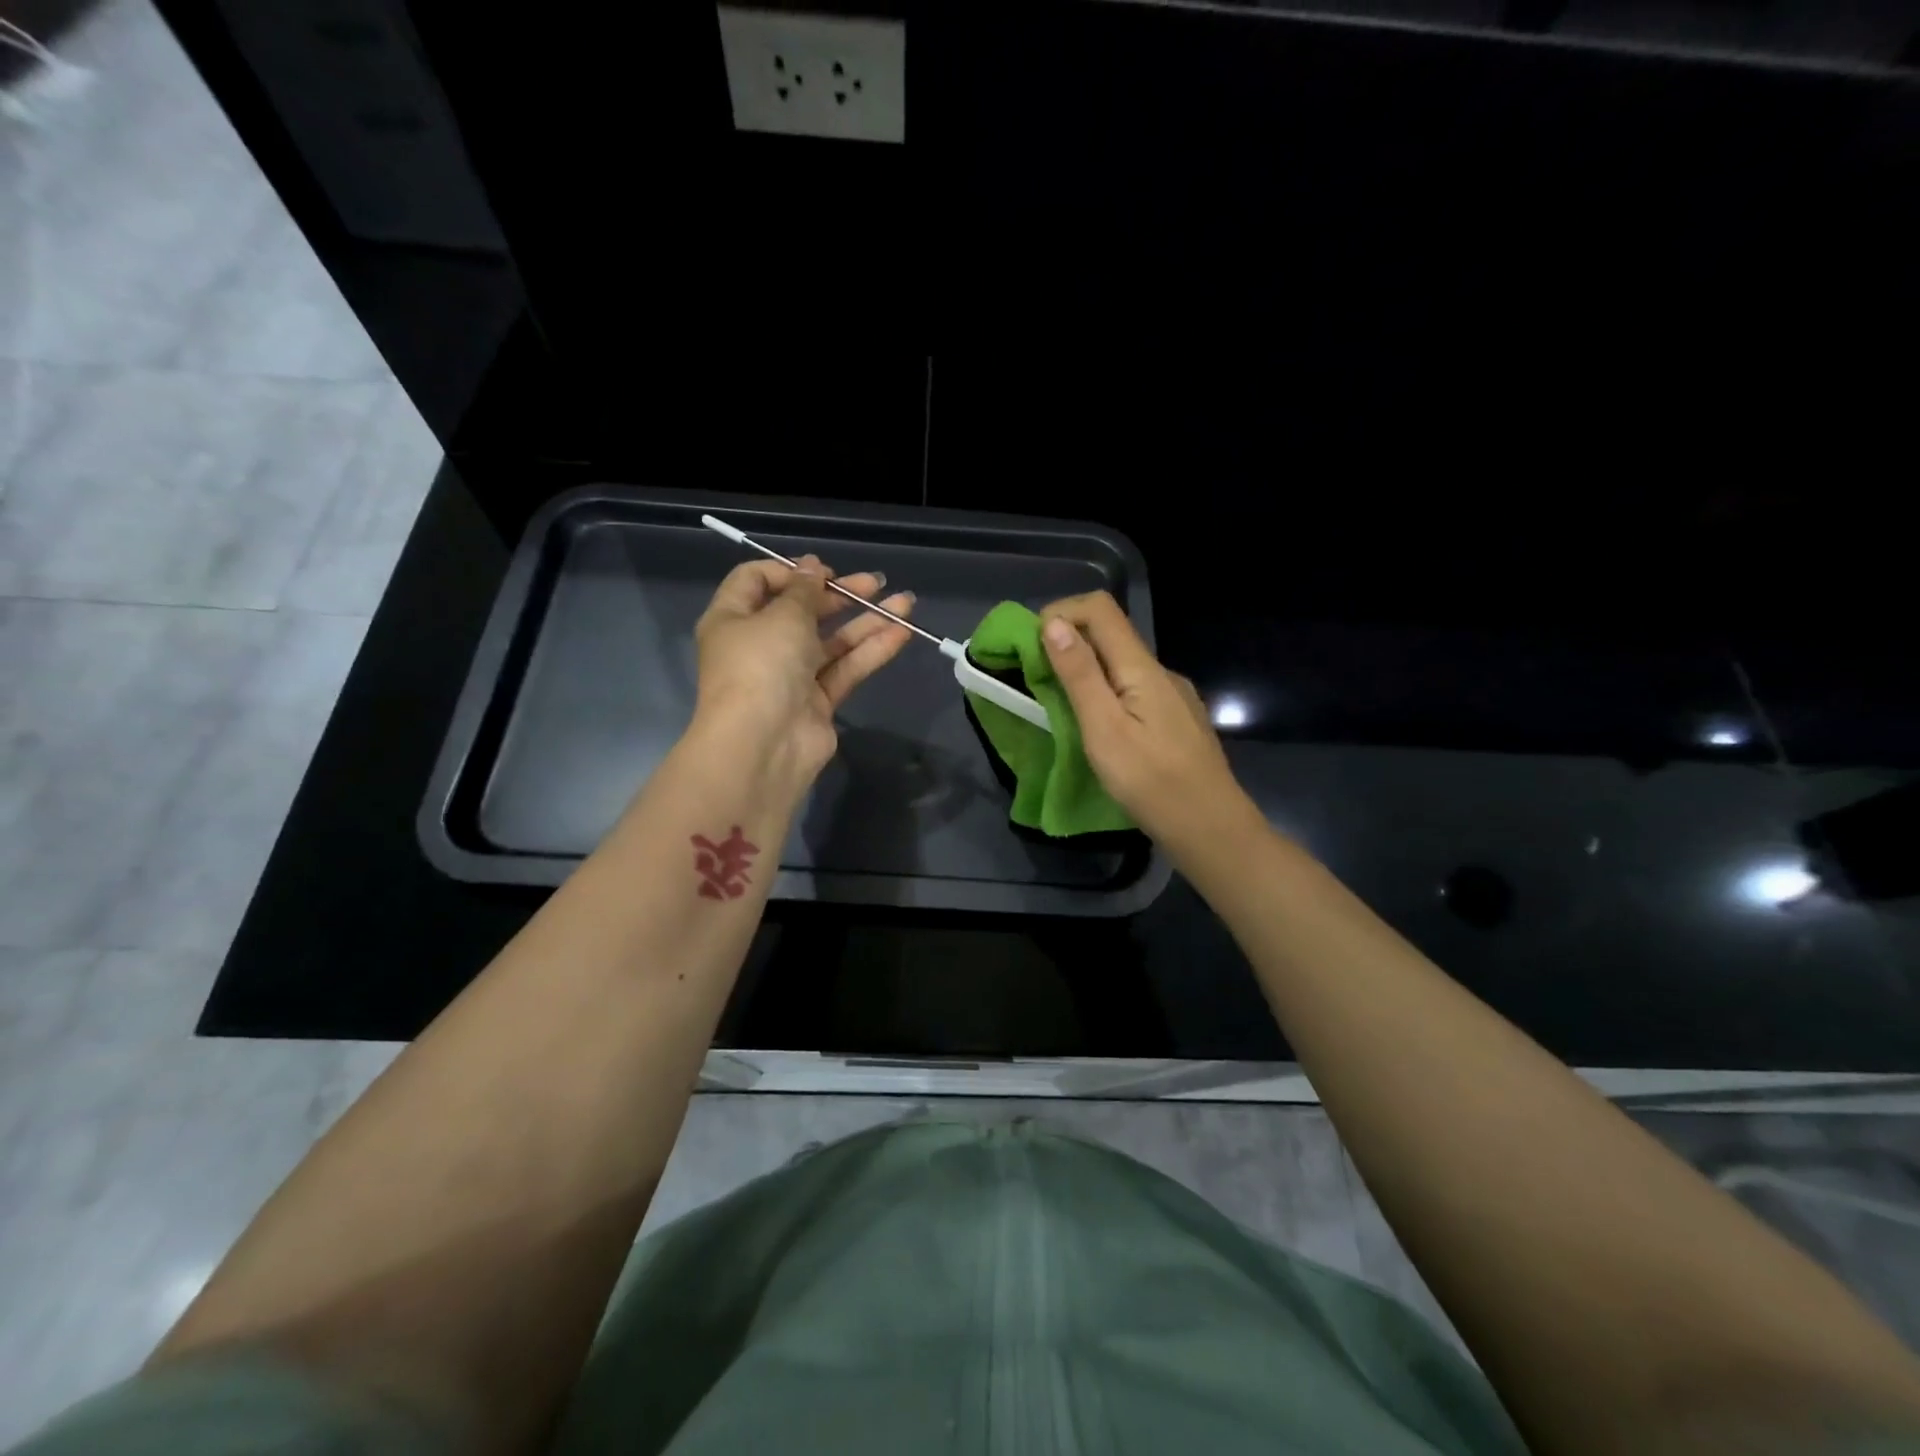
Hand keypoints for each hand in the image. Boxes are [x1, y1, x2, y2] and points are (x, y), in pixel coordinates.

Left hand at [692, 554, 914, 799]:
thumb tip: (811, 566)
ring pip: (831, 642)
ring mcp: (790, 676)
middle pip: (802, 611)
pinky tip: (902, 632)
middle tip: (875, 583)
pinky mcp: (817, 702)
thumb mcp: (783, 616)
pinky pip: (846, 669)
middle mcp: (759, 645)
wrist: (763, 747)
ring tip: (906, 603)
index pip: (755, 581)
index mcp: (733, 619)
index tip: (823, 572)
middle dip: (840, 595)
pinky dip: (871, 651)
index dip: (790, 570)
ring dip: (867, 621)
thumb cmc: (761, 666)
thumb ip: (804, 590)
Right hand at [1039, 591, 1259, 851]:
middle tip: (1037, 681)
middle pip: (1109, 633)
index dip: (1060, 613)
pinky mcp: (1175, 719)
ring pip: (1120, 665)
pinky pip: (1133, 690)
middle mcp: (1160, 671)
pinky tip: (1099, 729)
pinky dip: (1105, 694)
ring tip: (1061, 709)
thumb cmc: (1152, 782)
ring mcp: (1172, 696)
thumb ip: (1080, 675)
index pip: (1099, 608)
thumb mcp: (1104, 729)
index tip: (1030, 648)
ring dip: (1084, 672)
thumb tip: (1053, 624)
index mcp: (1142, 667)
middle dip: (1067, 644)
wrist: (1211, 830)